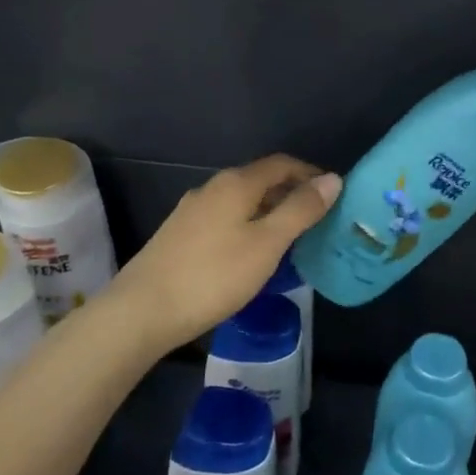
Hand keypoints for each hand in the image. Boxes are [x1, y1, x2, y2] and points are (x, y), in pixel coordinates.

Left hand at [110, 155, 340, 351]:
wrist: (142, 311)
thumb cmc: (214, 275)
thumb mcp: (267, 244)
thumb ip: (301, 210)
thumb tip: (332, 179)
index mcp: (236, 183)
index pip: (281, 164)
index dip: (310, 174)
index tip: (333, 194)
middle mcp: (212, 188)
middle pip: (260, 180)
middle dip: (291, 193)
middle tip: (317, 219)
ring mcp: (191, 211)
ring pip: (241, 201)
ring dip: (269, 211)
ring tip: (290, 238)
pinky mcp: (180, 235)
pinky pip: (225, 218)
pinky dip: (248, 225)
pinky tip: (251, 253)